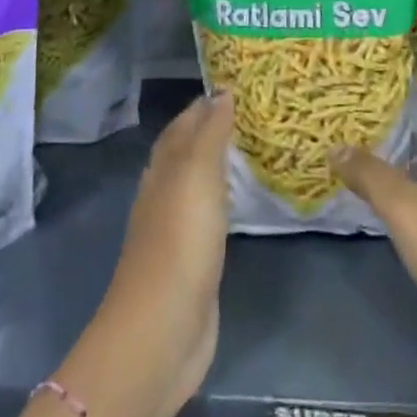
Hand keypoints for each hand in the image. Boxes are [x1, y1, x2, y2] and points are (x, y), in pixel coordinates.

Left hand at [61, 92, 231, 416]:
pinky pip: (212, 217)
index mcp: (163, 170)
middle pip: (188, 152)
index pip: (184, 124)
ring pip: (199, 184)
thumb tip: (222, 91)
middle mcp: (165, 194)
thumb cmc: (180, 242)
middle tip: (254, 113)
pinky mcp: (194, 262)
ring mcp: (178, 230)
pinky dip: (226, 200)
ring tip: (254, 148)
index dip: (207, 104)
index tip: (240, 85)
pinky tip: (243, 200)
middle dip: (214, 130)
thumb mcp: (197, 176)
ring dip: (220, 165)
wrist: (162, 331)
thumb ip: (211, 133)